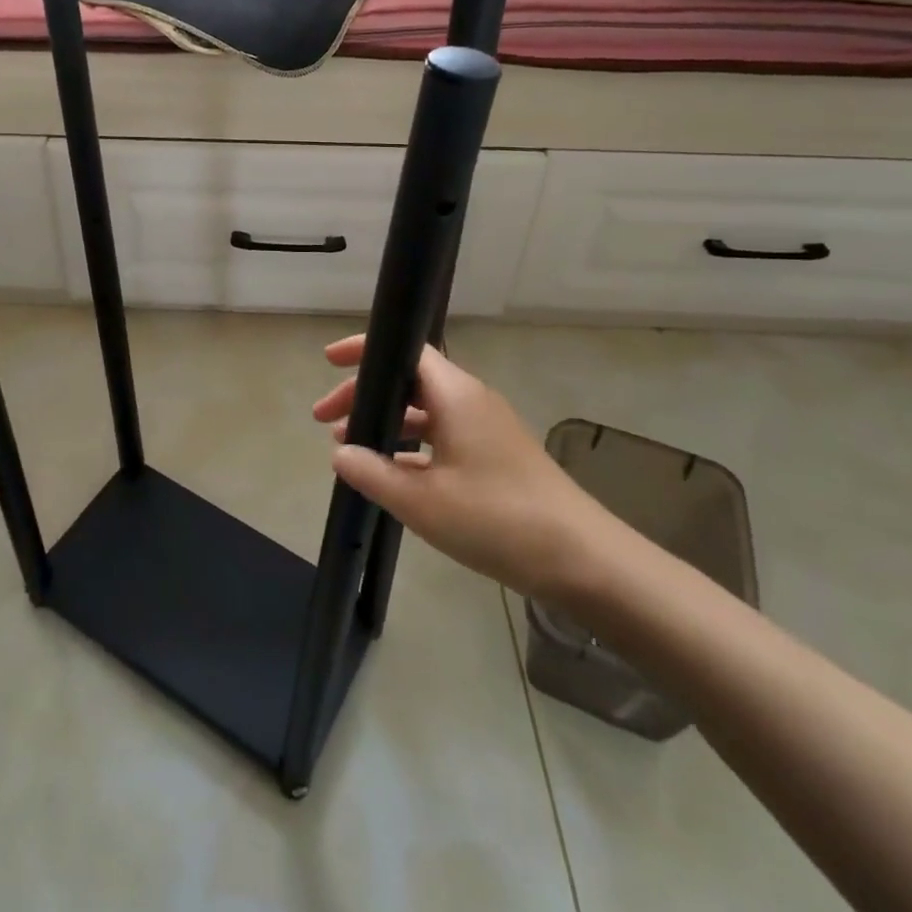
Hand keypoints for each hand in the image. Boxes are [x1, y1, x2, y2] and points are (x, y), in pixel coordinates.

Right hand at [311, 336, 618, 602]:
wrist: (584, 561)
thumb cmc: (498, 519)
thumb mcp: (423, 501)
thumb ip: (374, 474)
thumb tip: (339, 453)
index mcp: (456, 395)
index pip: (406, 350)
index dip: (365, 349)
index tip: (329, 362)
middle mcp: (471, 401)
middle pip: (409, 381)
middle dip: (365, 395)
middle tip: (326, 422)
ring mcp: (486, 429)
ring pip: (424, 412)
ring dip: (387, 424)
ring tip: (350, 451)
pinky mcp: (495, 457)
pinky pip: (442, 437)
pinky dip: (412, 447)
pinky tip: (392, 475)